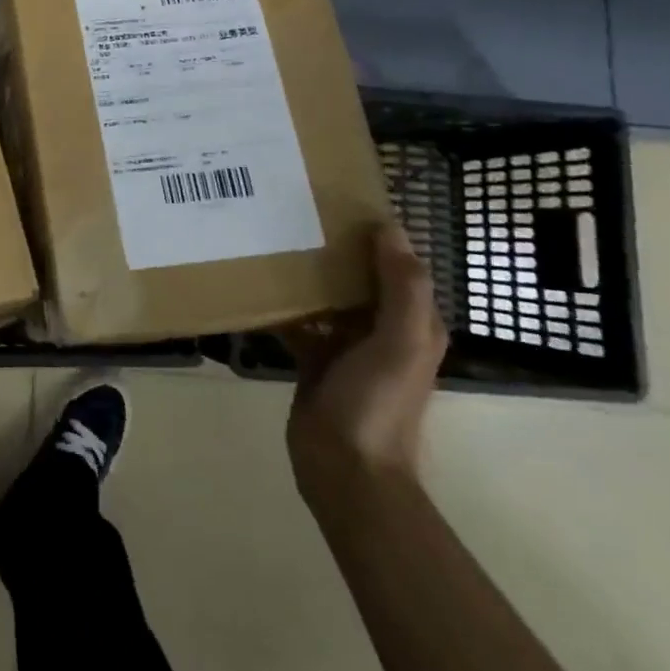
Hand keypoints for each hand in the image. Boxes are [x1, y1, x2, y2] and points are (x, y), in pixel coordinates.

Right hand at [283, 223, 447, 508]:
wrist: (344, 467)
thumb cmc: (377, 402)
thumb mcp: (401, 343)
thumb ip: (402, 288)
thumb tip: (389, 228)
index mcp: (413, 324)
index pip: (397, 267)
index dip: (376, 236)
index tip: (339, 203)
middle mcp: (382, 330)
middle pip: (359, 279)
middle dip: (334, 250)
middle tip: (295, 216)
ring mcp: (346, 347)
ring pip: (327, 298)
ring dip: (307, 275)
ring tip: (272, 242)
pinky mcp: (314, 360)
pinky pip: (299, 323)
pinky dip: (283, 306)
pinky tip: (257, 287)